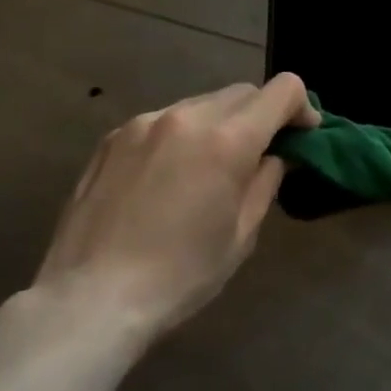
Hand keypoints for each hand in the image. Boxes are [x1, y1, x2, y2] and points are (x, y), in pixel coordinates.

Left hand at [31, 75, 317, 342]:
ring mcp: (145, 122)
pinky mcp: (113, 137)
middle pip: (243, 92)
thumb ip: (266, 181)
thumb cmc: (179, 275)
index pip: (283, 90)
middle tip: (260, 154)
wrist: (88, 301)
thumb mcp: (241, 234)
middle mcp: (188, 116)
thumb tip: (274, 155)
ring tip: (210, 167)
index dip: (302, 107)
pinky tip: (168, 176)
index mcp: (227, 139)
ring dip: (221, 123)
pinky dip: (182, 135)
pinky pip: (164, 120)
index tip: (302, 135)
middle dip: (262, 115)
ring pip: (202, 103)